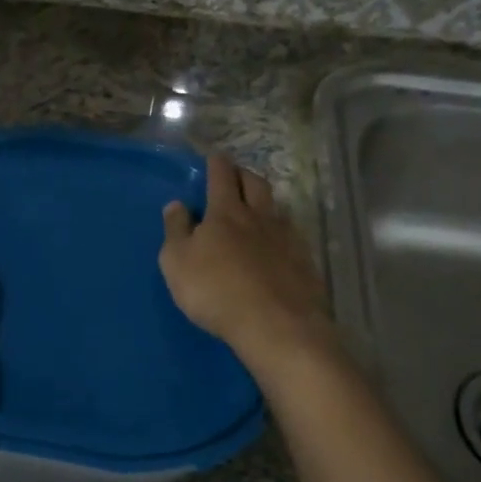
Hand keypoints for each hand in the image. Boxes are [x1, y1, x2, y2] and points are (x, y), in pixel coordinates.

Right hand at [160, 155, 330, 364]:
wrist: (275, 324)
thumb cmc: (215, 291)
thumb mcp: (177, 262)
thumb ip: (175, 230)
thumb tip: (177, 204)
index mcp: (225, 213)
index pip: (221, 177)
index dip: (216, 164)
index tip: (214, 156)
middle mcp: (259, 217)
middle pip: (255, 184)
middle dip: (244, 175)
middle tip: (236, 175)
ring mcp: (287, 239)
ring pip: (276, 209)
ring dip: (265, 203)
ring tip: (257, 209)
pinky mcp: (305, 262)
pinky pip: (292, 236)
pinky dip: (281, 233)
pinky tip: (277, 246)